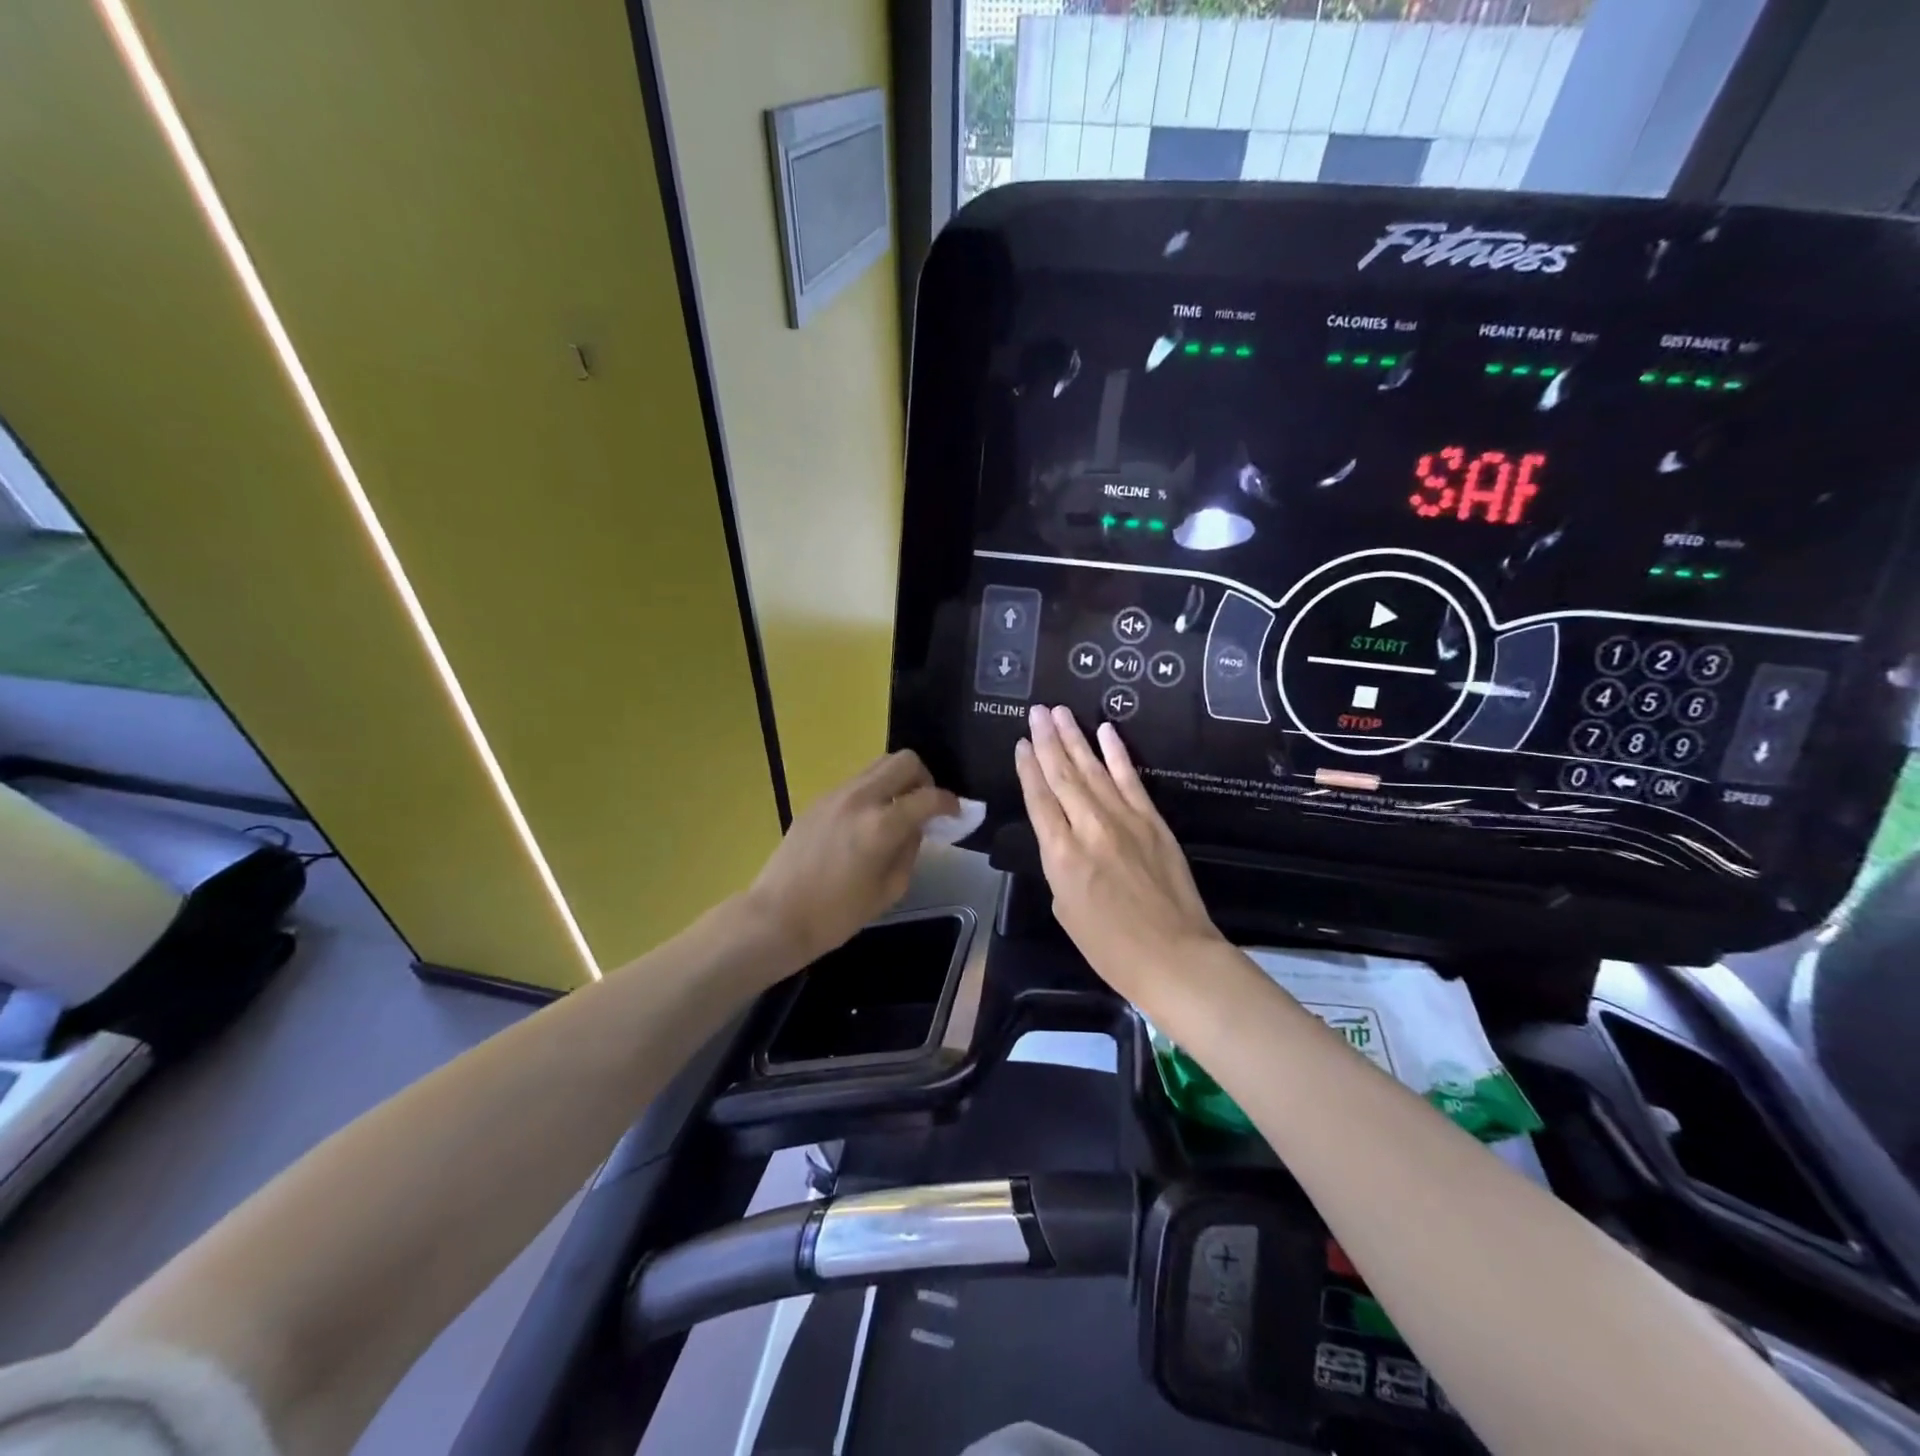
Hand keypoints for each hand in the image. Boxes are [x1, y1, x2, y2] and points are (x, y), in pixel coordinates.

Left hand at [745, 750, 958, 968]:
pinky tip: (868, 822)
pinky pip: (856, 782)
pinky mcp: (818, 800)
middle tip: (924, 806)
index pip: (928, 797)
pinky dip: (873, 792)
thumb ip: (909, 851)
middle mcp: (860, 798)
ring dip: (896, 781)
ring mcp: (835, 795)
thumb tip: (916, 828)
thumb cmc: (837, 915)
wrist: (777, 916)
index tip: (956, 813)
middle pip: (904, 761)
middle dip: (924, 779)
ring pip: (878, 765)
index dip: (949, 803)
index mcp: (881, 825)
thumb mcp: (888, 890)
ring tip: (897, 812)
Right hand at [1015, 705, 1223, 1002]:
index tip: (1020, 743)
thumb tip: (1064, 839)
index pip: (1039, 799)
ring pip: (1093, 769)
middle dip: (1046, 740)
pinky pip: (1130, 778)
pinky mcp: (1153, 820)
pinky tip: (1105, 730)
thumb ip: (1059, 866)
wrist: (1173, 955)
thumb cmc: (1110, 946)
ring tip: (1059, 712)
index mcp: (1061, 854)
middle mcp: (1089, 827)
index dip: (1027, 768)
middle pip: (1062, 775)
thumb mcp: (1065, 909)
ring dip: (1074, 737)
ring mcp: (1124, 819)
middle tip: (1036, 710)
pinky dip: (1117, 753)